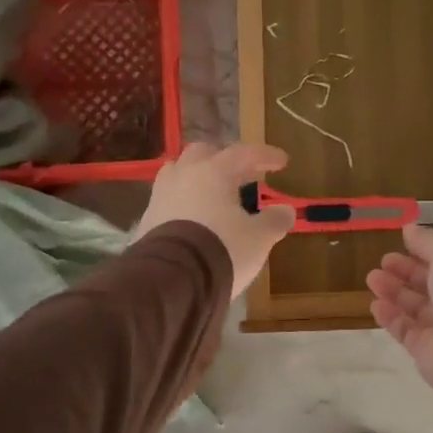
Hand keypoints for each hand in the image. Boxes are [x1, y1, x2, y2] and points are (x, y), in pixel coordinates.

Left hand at [134, 142, 296, 297]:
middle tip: (240, 172)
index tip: (282, 162)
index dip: (265, 155)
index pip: (244, 153)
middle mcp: (184, 175)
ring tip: (212, 191)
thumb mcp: (258, 238)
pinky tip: (192, 217)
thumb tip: (286, 211)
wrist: (172, 279)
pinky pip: (168, 200)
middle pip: (203, 153)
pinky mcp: (146, 219)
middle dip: (223, 159)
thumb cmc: (223, 249)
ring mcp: (160, 195)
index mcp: (214, 172)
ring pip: (178, 172)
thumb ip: (274, 221)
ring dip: (197, 176)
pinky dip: (183, 201)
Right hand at [367, 226, 432, 393]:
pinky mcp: (426, 350)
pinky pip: (404, 330)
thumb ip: (427, 241)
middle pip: (426, 284)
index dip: (421, 253)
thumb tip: (408, 228)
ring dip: (392, 292)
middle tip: (381, 263)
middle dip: (403, 272)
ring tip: (372, 280)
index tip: (399, 244)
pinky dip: (390, 317)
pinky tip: (376, 305)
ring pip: (412, 306)